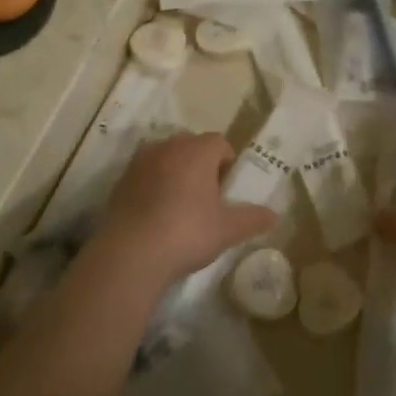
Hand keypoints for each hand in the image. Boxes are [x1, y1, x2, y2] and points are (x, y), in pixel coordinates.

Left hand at [91, 134, 277, 288]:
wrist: (131, 253)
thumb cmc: (187, 233)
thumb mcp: (227, 230)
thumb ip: (253, 219)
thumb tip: (274, 216)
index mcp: (197, 151)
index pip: (220, 143)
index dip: (227, 163)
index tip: (227, 189)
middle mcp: (168, 146)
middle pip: (192, 146)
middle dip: (202, 164)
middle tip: (207, 197)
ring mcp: (140, 161)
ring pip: (166, 157)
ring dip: (176, 172)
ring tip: (181, 205)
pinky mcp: (121, 179)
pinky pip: (145, 173)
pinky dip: (154, 185)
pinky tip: (156, 213)